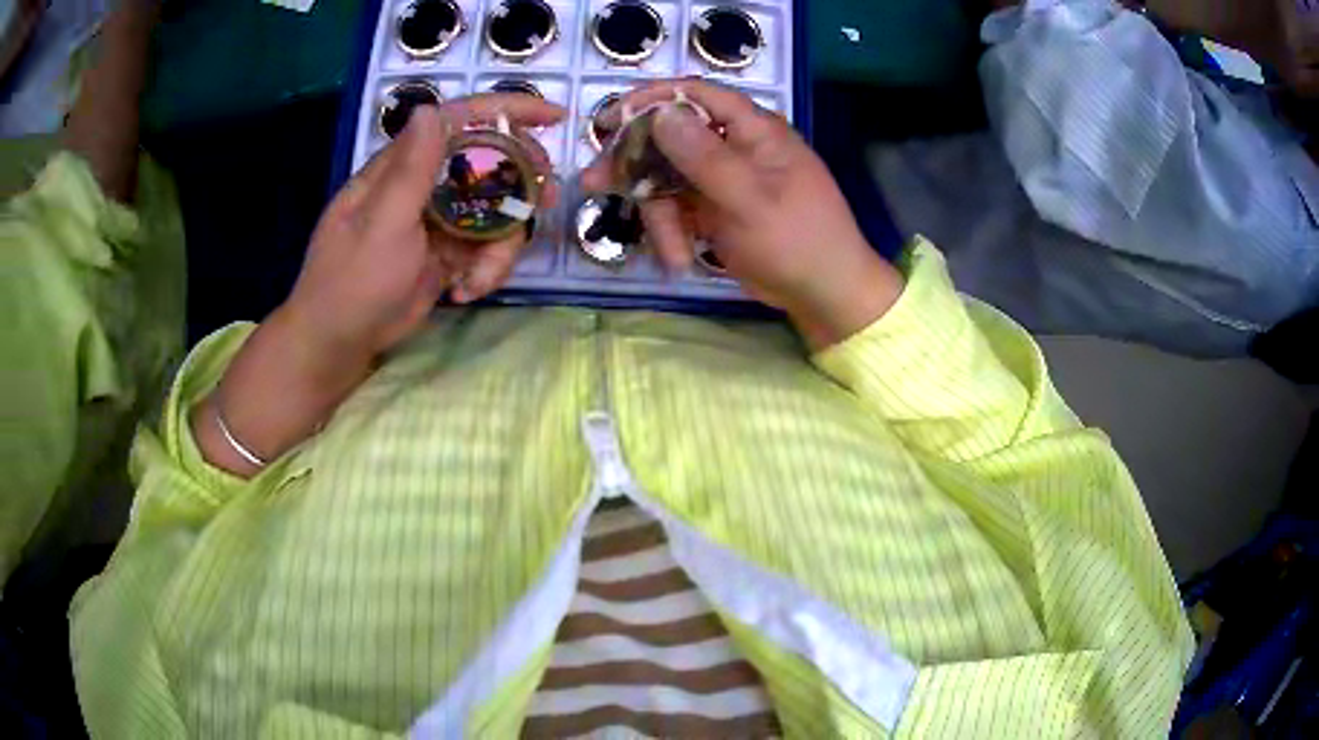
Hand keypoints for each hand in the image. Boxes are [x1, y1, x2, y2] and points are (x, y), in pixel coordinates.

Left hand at [192, 94, 564, 476]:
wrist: (338, 344)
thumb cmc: (352, 281)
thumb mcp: (382, 224)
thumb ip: (409, 169)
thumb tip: (430, 108)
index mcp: (403, 165)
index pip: (459, 120)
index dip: (508, 111)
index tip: (555, 117)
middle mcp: (424, 184)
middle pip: (490, 162)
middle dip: (520, 182)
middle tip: (542, 203)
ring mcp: (438, 220)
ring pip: (495, 212)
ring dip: (500, 246)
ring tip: (480, 280)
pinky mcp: (447, 253)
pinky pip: (485, 249)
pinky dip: (486, 271)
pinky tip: (464, 292)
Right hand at [581, 79, 902, 349]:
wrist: (824, 295)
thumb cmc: (798, 241)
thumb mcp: (750, 199)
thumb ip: (704, 157)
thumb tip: (660, 113)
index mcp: (753, 130)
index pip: (697, 95)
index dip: (651, 99)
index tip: (610, 118)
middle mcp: (735, 146)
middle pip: (671, 137)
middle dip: (636, 163)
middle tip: (597, 183)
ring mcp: (724, 178)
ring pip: (668, 178)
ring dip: (658, 215)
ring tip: (670, 253)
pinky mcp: (715, 209)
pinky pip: (678, 209)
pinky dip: (673, 233)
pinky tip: (681, 260)